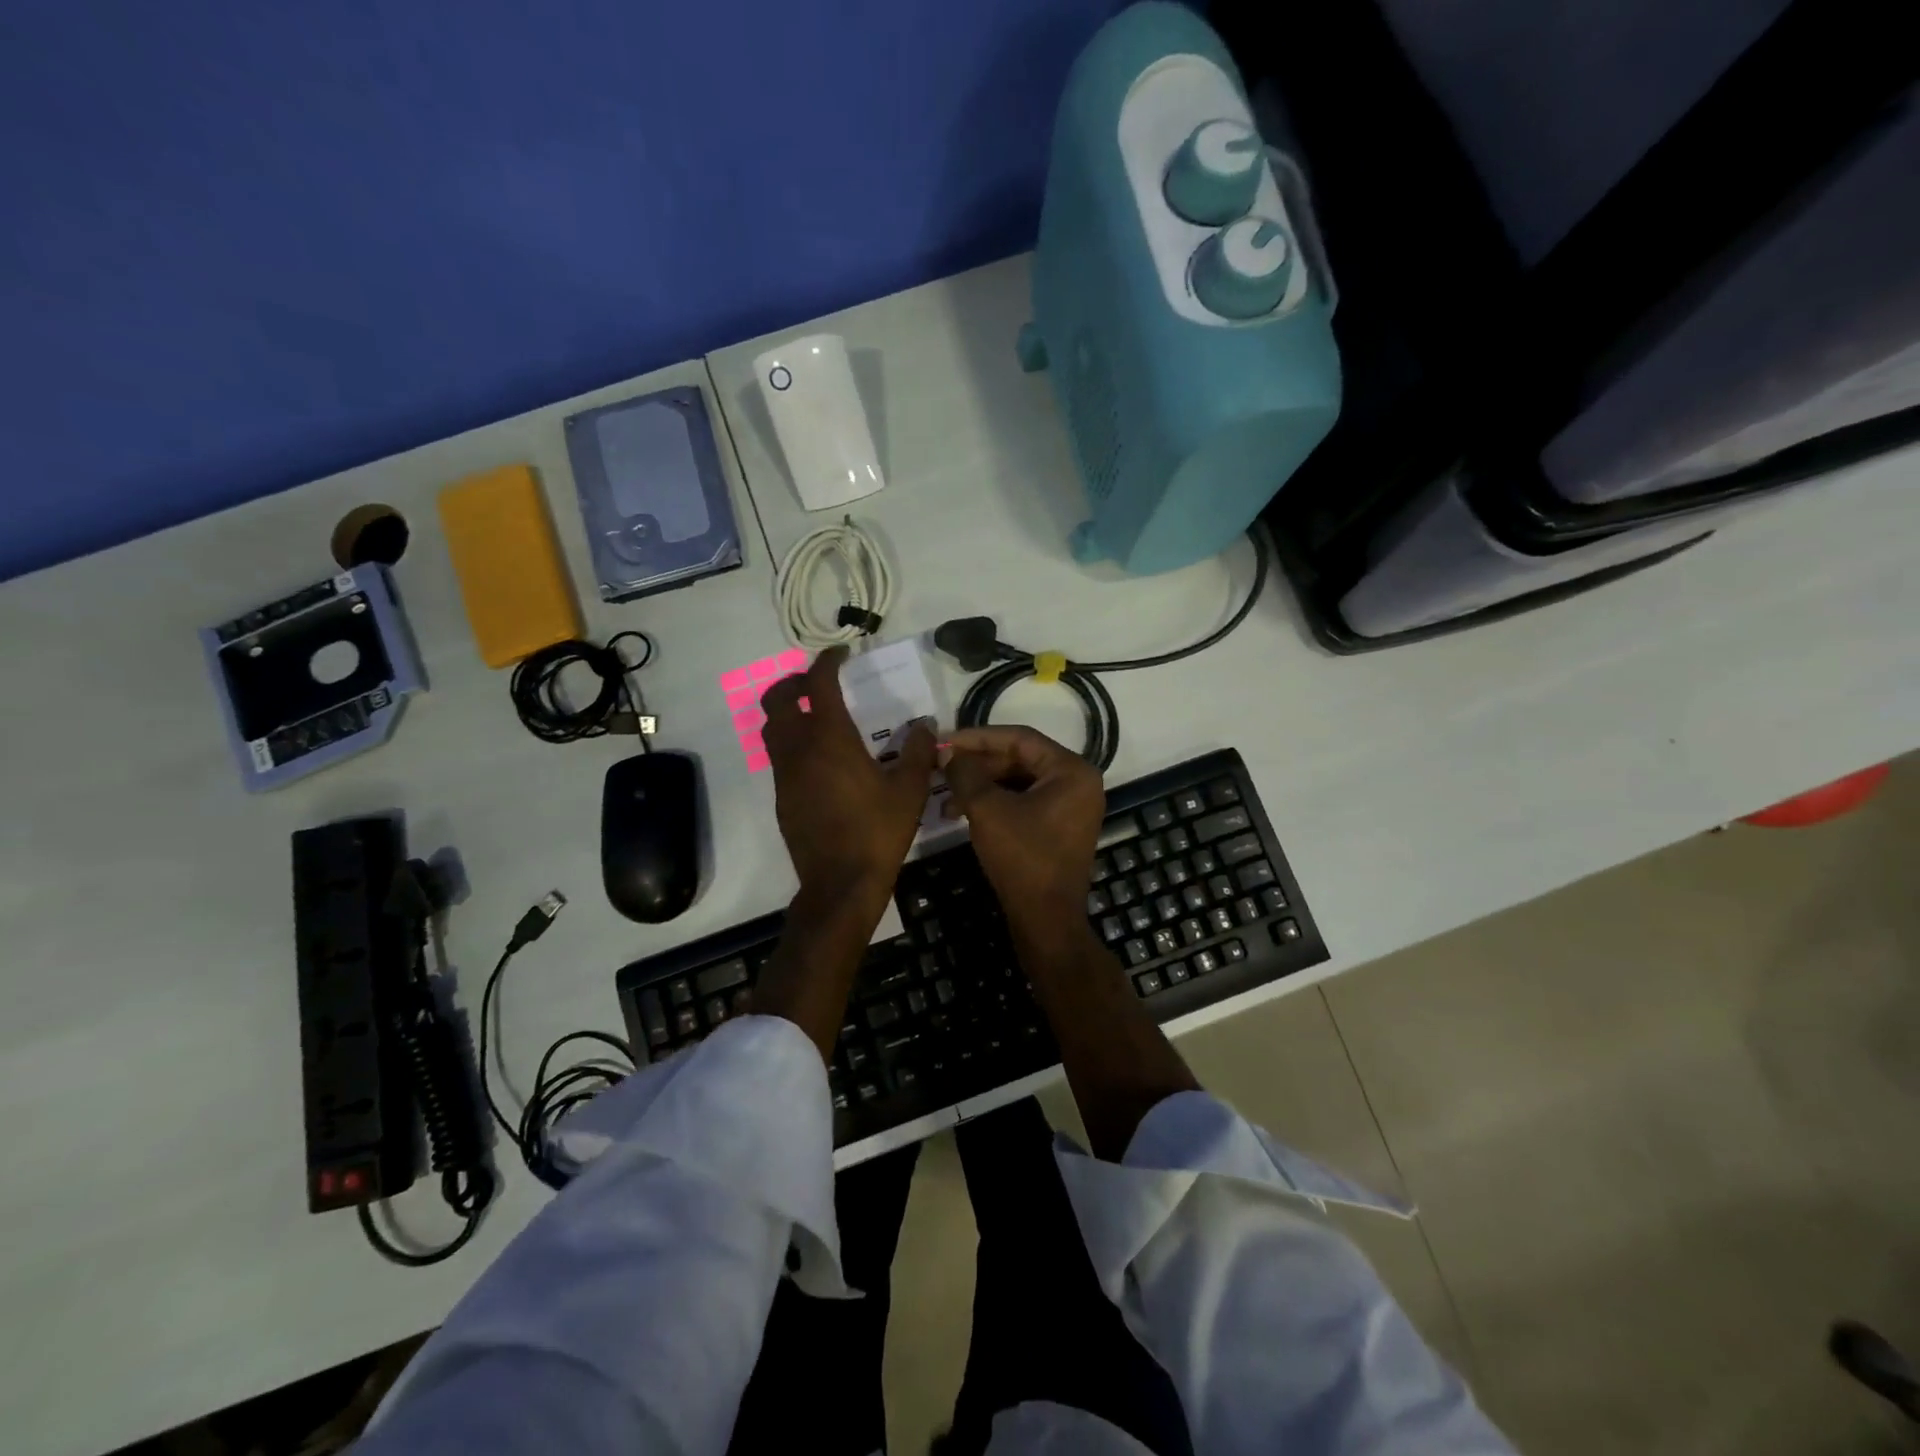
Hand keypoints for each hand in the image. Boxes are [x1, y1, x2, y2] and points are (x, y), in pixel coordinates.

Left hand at [762, 645, 936, 903]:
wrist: (840, 883)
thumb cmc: (877, 832)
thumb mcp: (909, 791)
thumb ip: (917, 751)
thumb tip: (924, 724)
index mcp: (830, 740)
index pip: (818, 685)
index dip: (826, 662)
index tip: (840, 654)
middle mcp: (799, 750)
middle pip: (777, 701)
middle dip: (794, 683)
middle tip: (817, 683)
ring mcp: (785, 775)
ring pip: (772, 729)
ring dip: (788, 713)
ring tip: (815, 717)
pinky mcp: (782, 798)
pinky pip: (779, 757)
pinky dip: (792, 743)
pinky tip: (819, 760)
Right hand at [941, 726, 1104, 923]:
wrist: (1046, 920)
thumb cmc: (1022, 858)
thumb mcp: (987, 809)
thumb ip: (965, 773)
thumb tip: (947, 751)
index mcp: (1072, 770)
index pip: (1020, 738)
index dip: (978, 737)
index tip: (945, 741)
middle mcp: (1078, 782)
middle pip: (1020, 759)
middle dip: (978, 765)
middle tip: (942, 768)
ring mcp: (1071, 807)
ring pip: (1019, 782)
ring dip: (982, 786)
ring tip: (946, 797)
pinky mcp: (1059, 828)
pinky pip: (1024, 802)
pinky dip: (995, 803)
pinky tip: (963, 811)